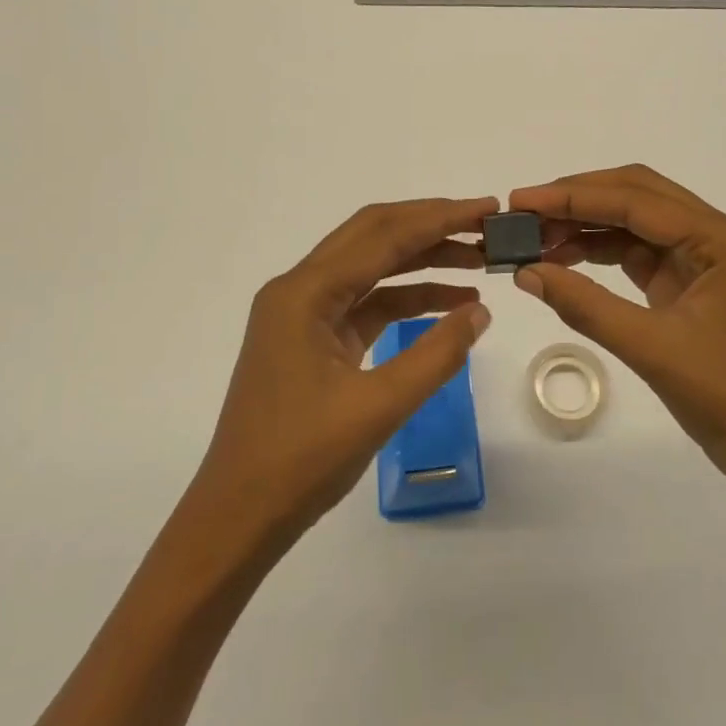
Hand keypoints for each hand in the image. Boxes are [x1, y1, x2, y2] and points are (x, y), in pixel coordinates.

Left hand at [188, 197, 496, 553]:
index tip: (488, 208)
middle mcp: (299, 290)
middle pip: (373, 236)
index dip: (440, 218)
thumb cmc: (301, 461)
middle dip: (431, 225)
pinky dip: (406, 298)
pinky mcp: (313, 339)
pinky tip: (448, 304)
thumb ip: (436, 355)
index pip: (383, 236)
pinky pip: (366, 302)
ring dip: (422, 260)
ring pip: (371, 267)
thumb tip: (480, 312)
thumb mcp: (379, 407)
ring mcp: (303, 314)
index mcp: (304, 293)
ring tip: (477, 261)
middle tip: (485, 225)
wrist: (238, 517)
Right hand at [510, 165, 725, 491]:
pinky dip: (605, 253)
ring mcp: (711, 258)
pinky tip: (567, 259)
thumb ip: (585, 305)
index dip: (573, 197)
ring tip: (536, 238)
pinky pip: (644, 253)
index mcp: (724, 239)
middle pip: (640, 197)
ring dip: (589, 227)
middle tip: (524, 212)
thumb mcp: (652, 349)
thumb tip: (525, 272)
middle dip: (579, 201)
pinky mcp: (697, 282)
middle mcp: (722, 235)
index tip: (521, 200)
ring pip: (639, 223)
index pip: (637, 200)